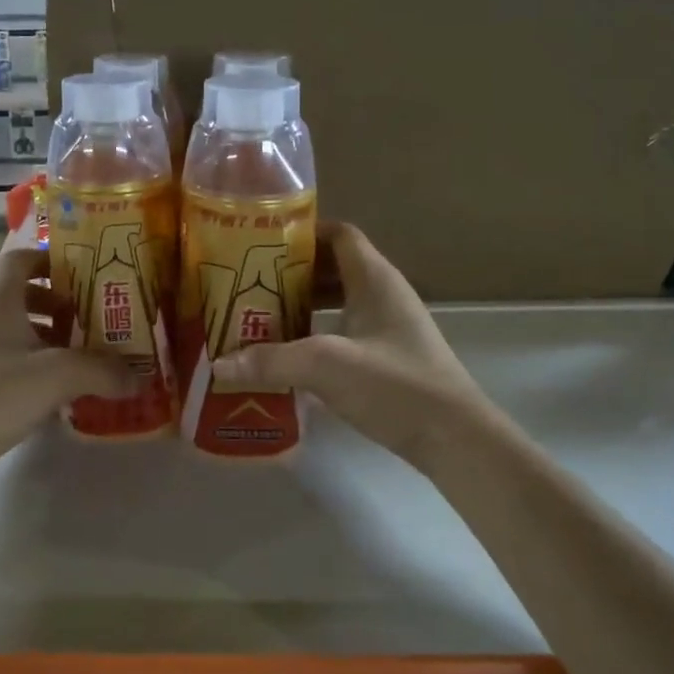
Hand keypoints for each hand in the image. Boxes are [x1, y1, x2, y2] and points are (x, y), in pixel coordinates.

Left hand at [0, 247, 131, 478]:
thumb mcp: (60, 374)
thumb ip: (104, 370)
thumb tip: (140, 377)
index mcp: (0, 297)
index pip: (24, 258)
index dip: (55, 260)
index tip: (89, 274)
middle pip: (27, 295)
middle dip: (63, 304)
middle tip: (99, 318)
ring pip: (22, 332)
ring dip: (54, 339)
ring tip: (91, 355)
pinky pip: (15, 362)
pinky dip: (41, 368)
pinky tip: (67, 391)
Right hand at [210, 220, 494, 465]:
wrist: (455, 439)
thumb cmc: (395, 385)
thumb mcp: (326, 366)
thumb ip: (270, 360)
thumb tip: (218, 363)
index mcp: (374, 279)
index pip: (339, 234)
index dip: (303, 234)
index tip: (263, 246)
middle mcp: (384, 294)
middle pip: (334, 267)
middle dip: (293, 274)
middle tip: (251, 286)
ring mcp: (390, 326)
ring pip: (340, 301)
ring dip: (304, 306)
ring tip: (262, 318)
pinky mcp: (390, 356)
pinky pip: (346, 330)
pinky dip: (318, 333)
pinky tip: (291, 355)